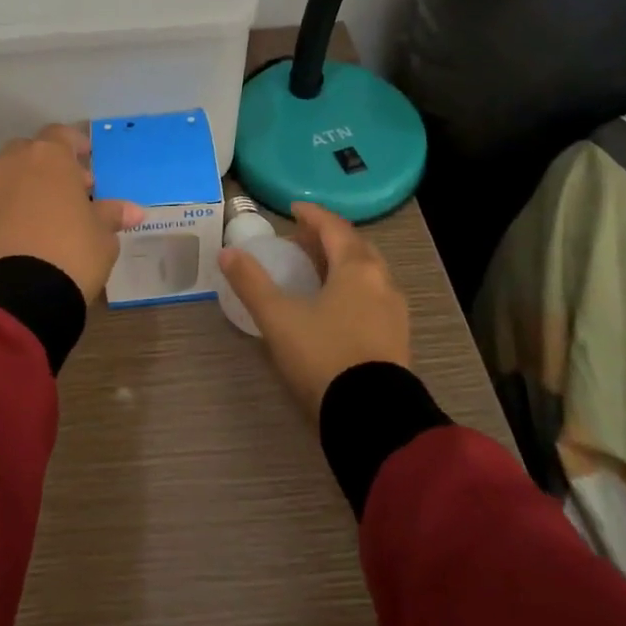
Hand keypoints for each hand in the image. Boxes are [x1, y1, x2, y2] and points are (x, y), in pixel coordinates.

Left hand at [0, 124, 143, 303]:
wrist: (16, 295)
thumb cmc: (71, 252)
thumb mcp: (102, 236)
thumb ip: (112, 215)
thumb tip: (133, 211)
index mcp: (49, 157)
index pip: (61, 134)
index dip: (75, 144)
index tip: (88, 160)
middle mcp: (14, 163)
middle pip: (32, 151)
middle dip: (51, 166)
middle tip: (73, 189)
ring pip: (11, 175)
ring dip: (30, 185)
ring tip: (52, 213)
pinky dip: (13, 207)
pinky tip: (30, 231)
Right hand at [217, 201, 410, 416]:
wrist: (372, 416)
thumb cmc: (323, 355)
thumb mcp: (279, 318)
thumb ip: (251, 283)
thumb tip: (227, 252)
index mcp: (356, 268)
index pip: (334, 227)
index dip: (312, 214)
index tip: (293, 208)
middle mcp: (382, 282)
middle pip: (355, 247)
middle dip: (329, 238)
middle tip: (302, 240)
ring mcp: (394, 312)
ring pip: (368, 273)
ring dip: (343, 263)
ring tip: (317, 271)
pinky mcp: (398, 339)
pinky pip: (374, 297)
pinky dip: (353, 288)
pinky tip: (337, 306)